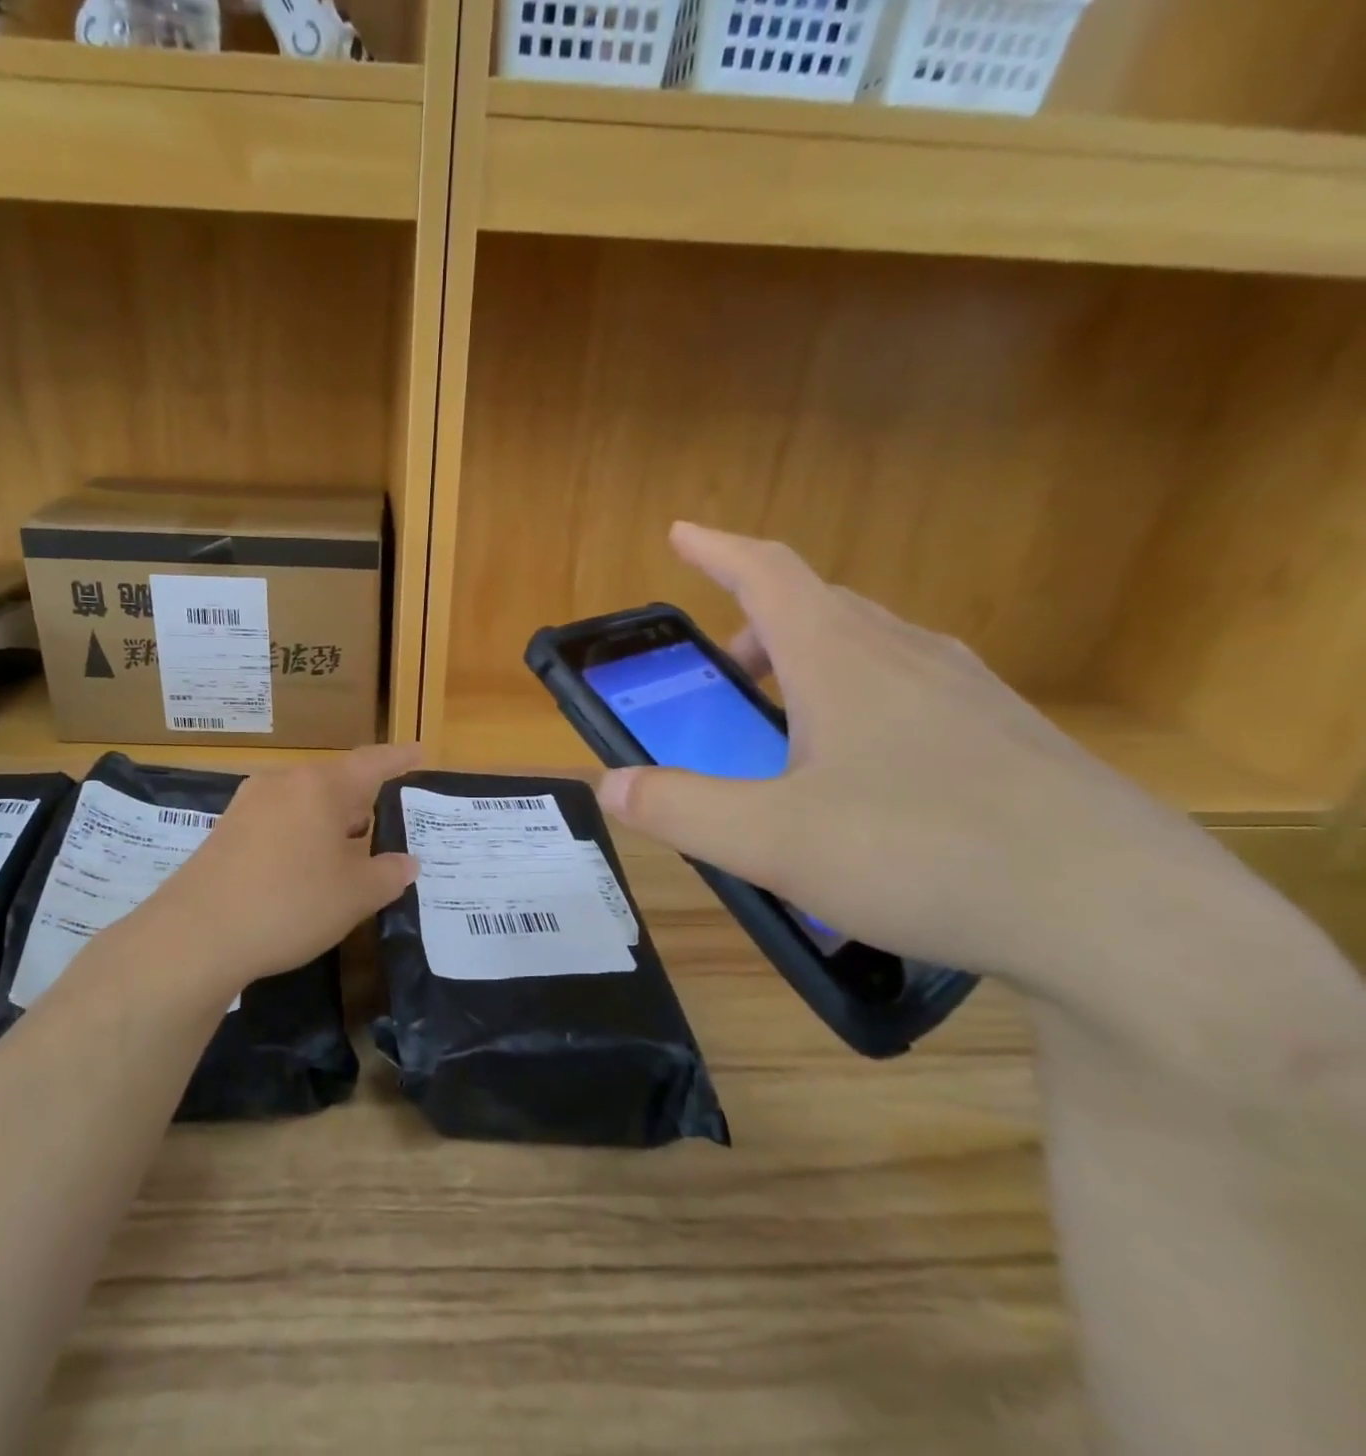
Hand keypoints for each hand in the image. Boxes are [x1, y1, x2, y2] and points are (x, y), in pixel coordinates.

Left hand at [140, 743, 421, 991]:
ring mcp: (248, 804)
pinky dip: (301, 833)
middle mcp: (283, 783)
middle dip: (362, 798)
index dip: (399, 759)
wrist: (195, 934)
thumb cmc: (290, 903)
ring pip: (303, 801)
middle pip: (334, 781)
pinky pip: (277, 820)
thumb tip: (407, 863)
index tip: (420, 752)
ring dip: (330, 819)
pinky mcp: (225, 830)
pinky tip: (304, 864)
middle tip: (386, 817)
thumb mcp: (354, 896)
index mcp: (321, 787)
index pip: (372, 763)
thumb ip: (388, 874)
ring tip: (349, 844)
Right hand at [596, 524, 1260, 1006]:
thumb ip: (679, 808)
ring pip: (872, 648)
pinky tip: (864, 771)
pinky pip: (915, 690)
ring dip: (811, 662)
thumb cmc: (924, 855)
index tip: (682, 533)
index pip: (768, 575)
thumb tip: (610, 785)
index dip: (717, 550)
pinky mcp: (1012, 739)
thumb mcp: (771, 841)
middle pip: (820, 607)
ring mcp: (971, 695)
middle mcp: (909, 658)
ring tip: (784, 722)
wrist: (1123, 917)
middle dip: (757, 624)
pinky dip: (863, 701)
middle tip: (725, 671)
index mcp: (844, 661)